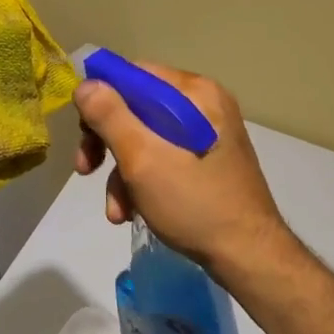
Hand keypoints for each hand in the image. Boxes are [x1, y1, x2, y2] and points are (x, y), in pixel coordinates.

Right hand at [74, 60, 288, 274]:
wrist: (251, 258)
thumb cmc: (195, 203)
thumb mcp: (143, 158)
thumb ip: (110, 116)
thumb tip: (85, 85)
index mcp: (195, 93)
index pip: (134, 75)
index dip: (102, 97)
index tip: (82, 130)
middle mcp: (203, 105)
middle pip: (137, 107)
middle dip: (107, 142)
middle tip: (85, 168)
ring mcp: (207, 134)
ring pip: (146, 137)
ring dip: (121, 172)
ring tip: (116, 210)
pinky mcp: (207, 160)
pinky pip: (163, 156)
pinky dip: (142, 181)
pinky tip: (132, 213)